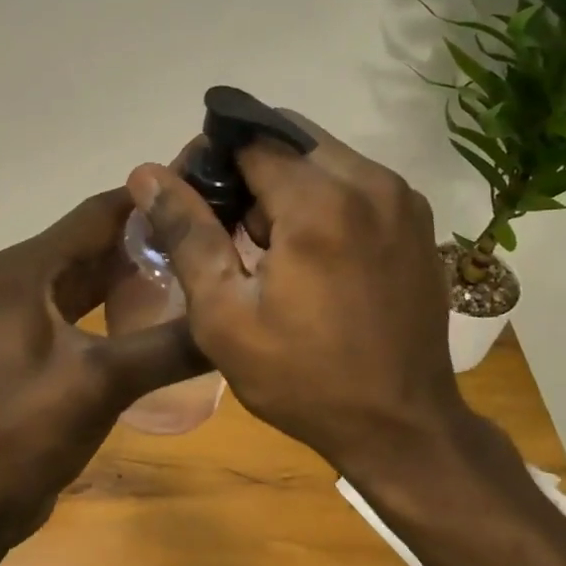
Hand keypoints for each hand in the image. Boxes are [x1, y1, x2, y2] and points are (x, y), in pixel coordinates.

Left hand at [0, 188, 207, 549]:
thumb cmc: (18, 434)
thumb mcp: (99, 384)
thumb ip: (168, 346)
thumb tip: (236, 319)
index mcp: (29, 268)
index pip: (102, 211)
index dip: (155, 198)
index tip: (212, 192)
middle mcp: (25, 279)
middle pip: (99, 241)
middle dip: (155, 236)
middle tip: (220, 234)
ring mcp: (28, 315)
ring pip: (95, 277)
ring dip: (140, 272)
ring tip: (204, 269)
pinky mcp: (37, 348)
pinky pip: (88, 311)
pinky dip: (124, 307)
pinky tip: (166, 318)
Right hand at [126, 118, 499, 502]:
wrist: (403, 427)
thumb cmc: (303, 378)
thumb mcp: (225, 315)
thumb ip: (186, 233)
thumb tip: (147, 174)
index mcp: (321, 202)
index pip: (250, 138)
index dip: (210, 161)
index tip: (192, 202)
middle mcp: (371, 182)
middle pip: (289, 139)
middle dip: (249, 169)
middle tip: (229, 230)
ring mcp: (403, 199)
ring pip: (324, 158)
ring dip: (287, 186)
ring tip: (269, 250)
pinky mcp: (418, 220)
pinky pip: (356, 183)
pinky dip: (323, 200)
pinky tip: (312, 256)